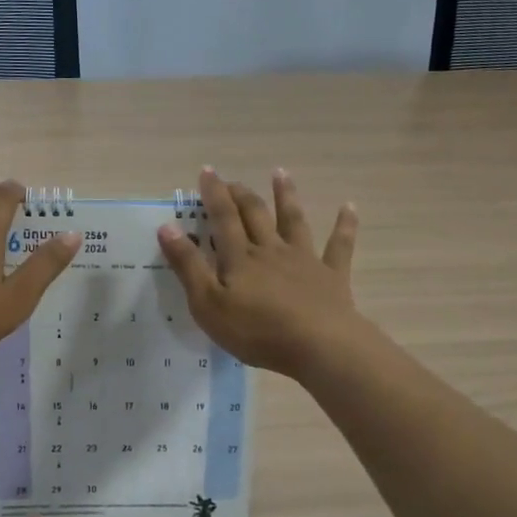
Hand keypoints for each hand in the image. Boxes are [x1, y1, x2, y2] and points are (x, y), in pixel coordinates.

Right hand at [157, 168, 359, 375]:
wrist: (318, 345)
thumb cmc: (257, 330)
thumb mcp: (208, 304)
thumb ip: (188, 266)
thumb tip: (167, 227)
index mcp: (240, 257)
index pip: (223, 218)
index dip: (213, 194)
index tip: (207, 171)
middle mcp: (271, 250)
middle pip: (255, 214)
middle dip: (241, 194)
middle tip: (232, 180)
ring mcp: (304, 260)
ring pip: (293, 221)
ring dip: (286, 196)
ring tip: (280, 173)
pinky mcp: (332, 276)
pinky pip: (339, 246)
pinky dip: (344, 225)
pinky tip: (349, 207)